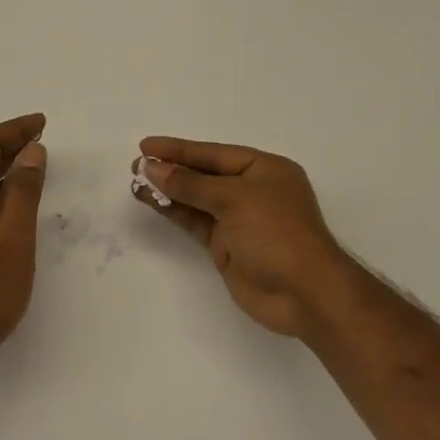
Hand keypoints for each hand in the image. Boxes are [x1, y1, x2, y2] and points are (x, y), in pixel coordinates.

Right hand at [132, 137, 359, 338]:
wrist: (304, 294)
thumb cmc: (276, 233)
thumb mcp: (235, 198)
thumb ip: (192, 184)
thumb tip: (154, 169)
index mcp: (264, 169)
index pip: (214, 154)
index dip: (179, 149)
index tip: (146, 146)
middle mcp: (252, 190)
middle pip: (204, 174)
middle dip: (171, 169)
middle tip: (135, 165)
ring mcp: (239, 220)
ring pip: (196, 199)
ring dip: (168, 191)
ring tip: (135, 182)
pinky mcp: (227, 246)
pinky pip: (196, 222)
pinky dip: (174, 212)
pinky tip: (152, 202)